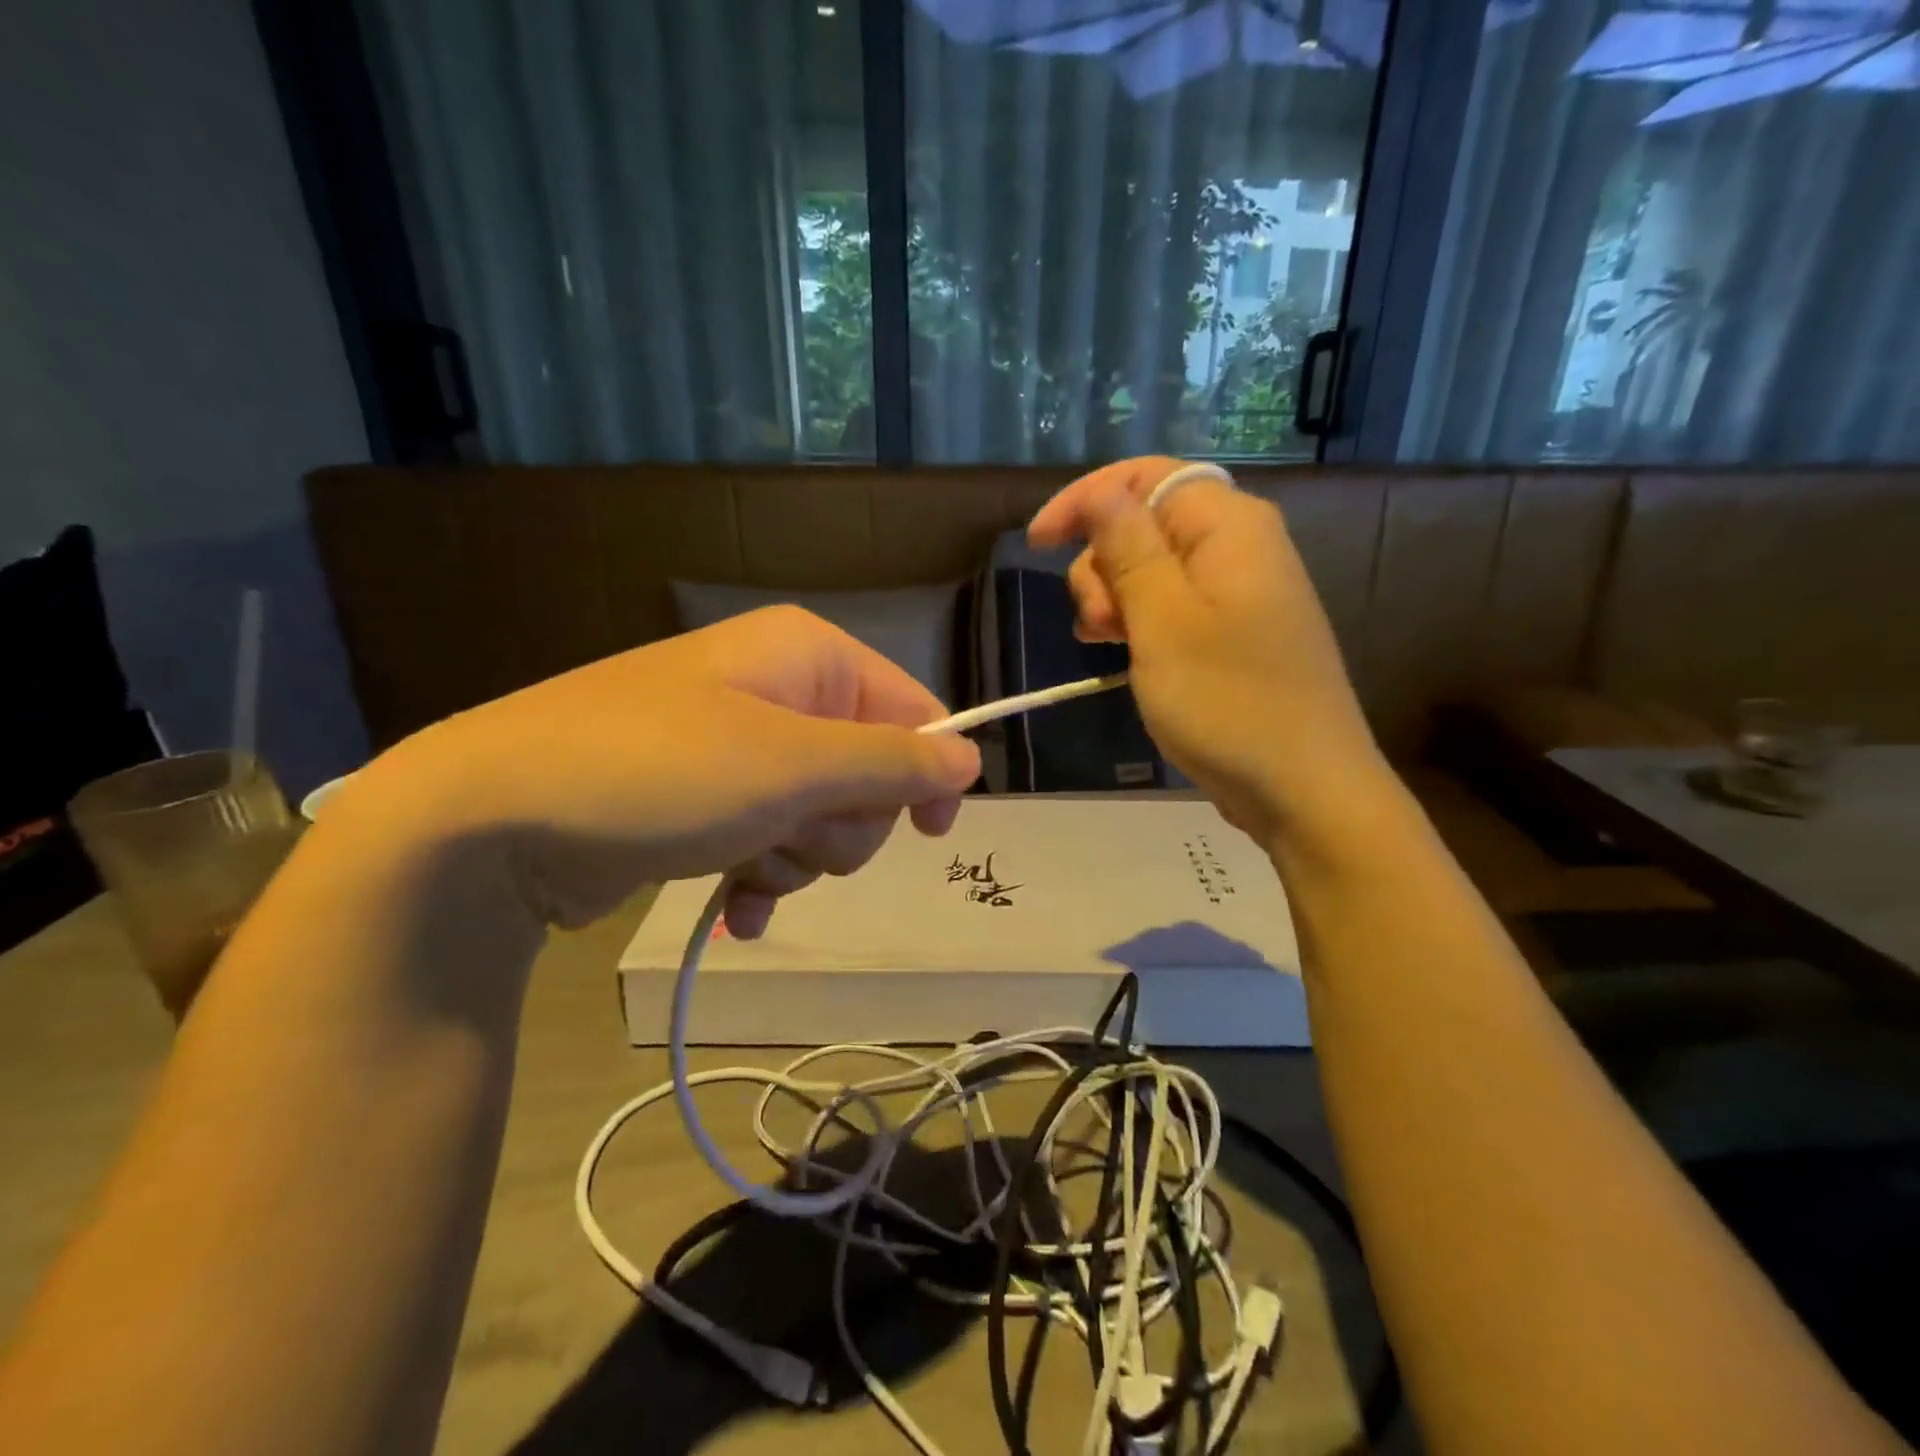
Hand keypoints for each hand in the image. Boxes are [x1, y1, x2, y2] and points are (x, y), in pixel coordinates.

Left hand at [356, 606, 980, 935]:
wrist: (487, 824)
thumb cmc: (658, 773)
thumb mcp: (792, 766)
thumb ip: (893, 763)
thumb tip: (972, 761)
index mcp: (806, 657)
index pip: (910, 708)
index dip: (927, 771)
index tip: (930, 831)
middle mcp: (776, 691)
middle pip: (868, 770)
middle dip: (842, 823)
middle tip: (791, 836)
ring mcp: (737, 748)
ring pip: (820, 816)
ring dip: (798, 856)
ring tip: (744, 865)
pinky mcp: (703, 801)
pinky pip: (770, 841)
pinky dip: (762, 879)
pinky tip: (736, 910)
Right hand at [1028, 456, 1383, 842]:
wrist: (1303, 788)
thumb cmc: (1228, 701)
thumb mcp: (1163, 619)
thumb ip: (1129, 547)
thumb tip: (1103, 491)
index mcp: (1229, 526)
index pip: (1146, 477)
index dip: (1086, 500)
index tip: (1038, 543)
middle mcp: (1238, 547)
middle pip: (1145, 523)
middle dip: (1102, 564)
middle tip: (1097, 623)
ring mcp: (1238, 593)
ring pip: (1152, 569)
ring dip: (1115, 598)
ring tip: (1107, 645)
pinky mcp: (1232, 633)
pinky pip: (1171, 606)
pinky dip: (1138, 622)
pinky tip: (1123, 653)